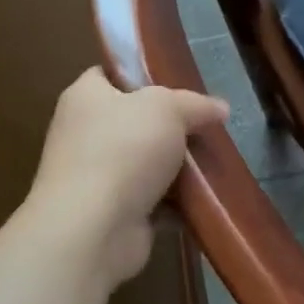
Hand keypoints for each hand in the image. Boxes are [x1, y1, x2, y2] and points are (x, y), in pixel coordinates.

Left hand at [28, 68, 228, 286]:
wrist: (93, 229)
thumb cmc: (123, 150)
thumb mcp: (167, 108)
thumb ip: (195, 104)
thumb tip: (220, 108)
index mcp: (84, 98)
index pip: (109, 74)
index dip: (140, 75)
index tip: (176, 83)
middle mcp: (84, 135)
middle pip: (134, 122)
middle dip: (170, 127)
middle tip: (205, 127)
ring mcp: (95, 178)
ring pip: (145, 164)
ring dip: (177, 168)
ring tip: (214, 163)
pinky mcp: (112, 214)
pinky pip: (152, 201)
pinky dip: (176, 204)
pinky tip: (205, 199)